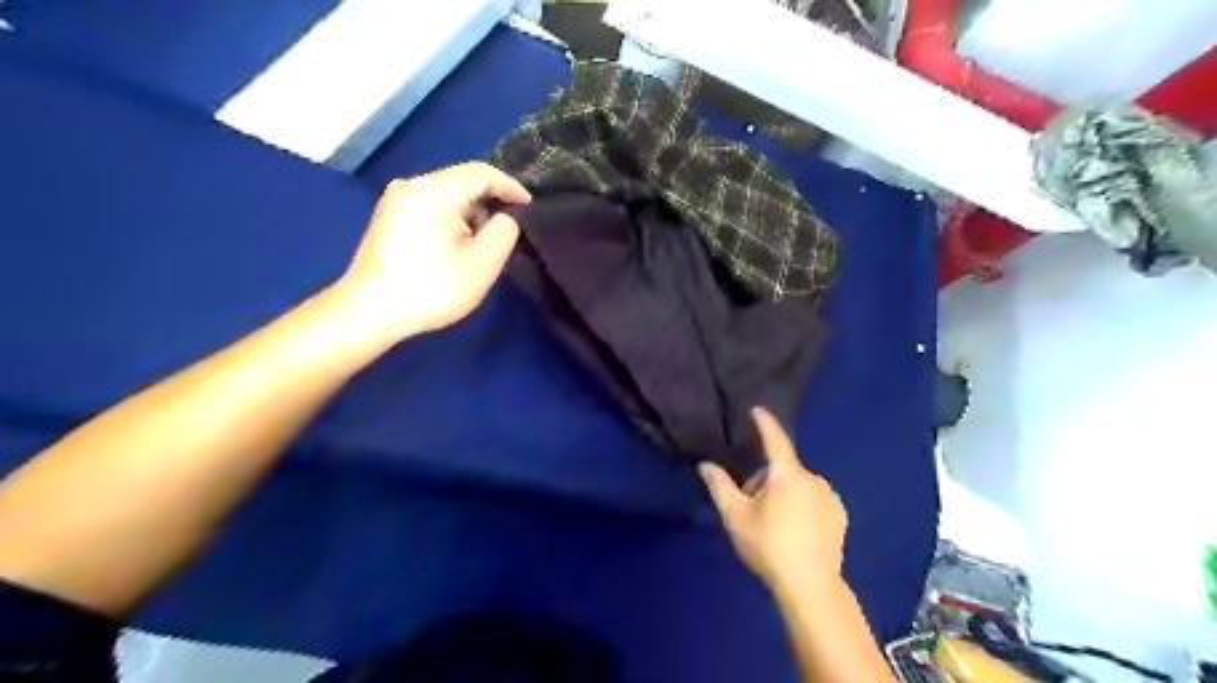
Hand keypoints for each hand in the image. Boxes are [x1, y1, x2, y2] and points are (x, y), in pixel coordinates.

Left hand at [338, 159, 534, 341]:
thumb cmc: (430, 289)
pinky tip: (455, 252)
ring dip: (470, 218)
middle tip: (506, 237)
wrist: (368, 313)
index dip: (511, 187)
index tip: (530, 206)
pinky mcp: (389, 218)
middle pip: (463, 184)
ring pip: (447, 198)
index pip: (482, 173)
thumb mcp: (481, 265)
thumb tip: (505, 218)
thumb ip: (504, 232)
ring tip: (480, 250)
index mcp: (433, 190)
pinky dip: (451, 224)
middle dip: (489, 206)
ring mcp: (395, 201)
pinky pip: (431, 209)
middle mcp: (411, 185)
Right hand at [700, 409, 847, 595]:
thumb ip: (720, 486)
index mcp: (786, 475)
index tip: (757, 410)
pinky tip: (797, 531)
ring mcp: (829, 496)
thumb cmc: (768, 546)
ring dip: (785, 494)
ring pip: (799, 485)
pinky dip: (803, 505)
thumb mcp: (735, 517)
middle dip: (766, 481)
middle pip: (782, 469)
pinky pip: (815, 499)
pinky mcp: (840, 514)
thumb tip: (705, 465)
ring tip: (775, 525)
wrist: (810, 585)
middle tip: (753, 508)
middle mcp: (812, 478)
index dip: (764, 423)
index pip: (774, 439)